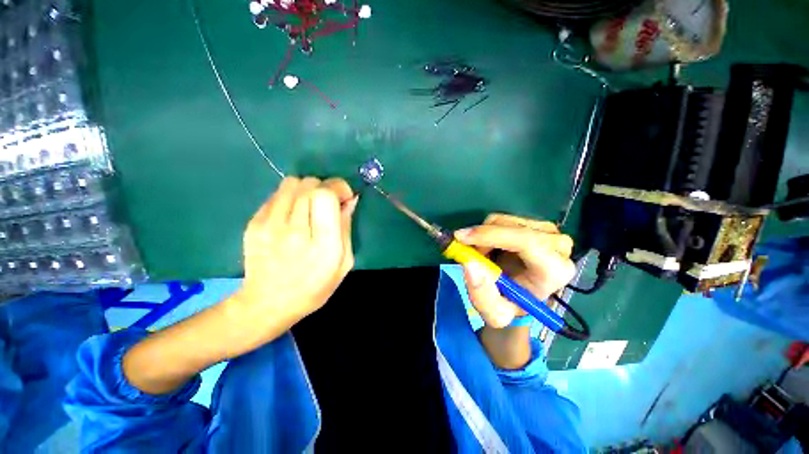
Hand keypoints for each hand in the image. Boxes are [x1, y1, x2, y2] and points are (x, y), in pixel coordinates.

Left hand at [229, 177, 357, 332]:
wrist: (267, 304)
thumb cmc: (314, 287)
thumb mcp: (344, 263)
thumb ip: (346, 228)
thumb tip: (350, 200)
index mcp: (322, 244)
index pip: (325, 196)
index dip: (337, 187)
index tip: (344, 196)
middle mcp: (293, 230)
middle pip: (309, 185)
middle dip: (325, 188)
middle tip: (329, 203)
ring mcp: (269, 225)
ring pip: (292, 183)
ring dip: (307, 189)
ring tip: (310, 206)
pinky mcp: (253, 223)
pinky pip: (277, 194)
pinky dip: (290, 197)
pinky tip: (292, 215)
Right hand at [456, 214, 575, 327]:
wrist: (521, 296)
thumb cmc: (510, 306)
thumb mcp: (494, 313)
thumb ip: (481, 294)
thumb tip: (470, 263)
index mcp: (554, 271)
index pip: (526, 242)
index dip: (491, 236)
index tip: (461, 239)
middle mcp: (558, 246)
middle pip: (512, 228)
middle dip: (482, 237)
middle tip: (467, 252)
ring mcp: (548, 231)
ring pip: (504, 220)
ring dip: (483, 236)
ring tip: (482, 256)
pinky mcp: (535, 224)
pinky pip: (503, 219)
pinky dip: (488, 231)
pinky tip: (490, 248)